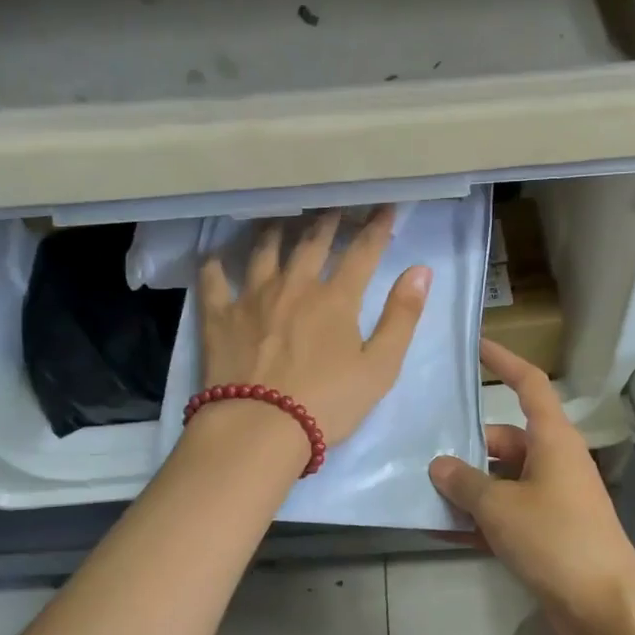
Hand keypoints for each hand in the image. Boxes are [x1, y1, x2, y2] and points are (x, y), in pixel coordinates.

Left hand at [198, 207, 429, 450]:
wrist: (261, 427)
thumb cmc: (328, 402)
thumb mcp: (380, 366)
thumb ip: (402, 317)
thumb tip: (421, 270)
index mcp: (336, 298)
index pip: (362, 252)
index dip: (376, 227)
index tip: (385, 207)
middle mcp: (295, 286)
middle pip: (312, 243)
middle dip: (327, 221)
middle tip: (333, 207)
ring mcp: (252, 297)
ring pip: (264, 251)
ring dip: (275, 231)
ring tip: (279, 220)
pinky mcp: (220, 317)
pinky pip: (214, 280)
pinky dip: (215, 264)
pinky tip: (215, 255)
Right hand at [429, 339, 634, 634]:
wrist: (603, 606)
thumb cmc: (556, 539)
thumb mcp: (501, 507)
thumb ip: (465, 483)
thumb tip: (439, 465)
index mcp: (553, 440)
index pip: (529, 385)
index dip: (504, 361)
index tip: (477, 346)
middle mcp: (554, 462)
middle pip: (505, 440)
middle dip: (466, 447)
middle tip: (421, 452)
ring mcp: (551, 499)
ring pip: (501, 480)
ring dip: (467, 488)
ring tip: (421, 492)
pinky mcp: (546, 533)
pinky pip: (504, 515)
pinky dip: (477, 520)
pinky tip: (440, 530)